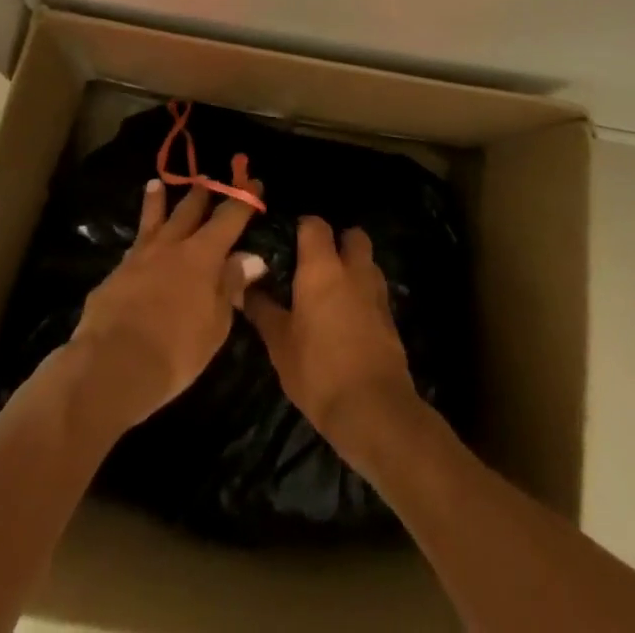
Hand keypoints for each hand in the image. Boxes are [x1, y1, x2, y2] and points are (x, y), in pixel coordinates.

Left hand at [66, 179, 265, 433]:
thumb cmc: (177, 350)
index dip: (243, 200)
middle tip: (207, 179)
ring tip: (156, 184)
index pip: (228, 218)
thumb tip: (252, 258)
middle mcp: (171, 245)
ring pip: (152, 220)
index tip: (255, 184)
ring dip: (157, 201)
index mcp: (202, 255)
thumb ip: (231, 286)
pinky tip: (137, 244)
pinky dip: (139, 240)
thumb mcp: (216, 324)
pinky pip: (133, 248)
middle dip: (201, 193)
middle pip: (188, 210)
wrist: (114, 363)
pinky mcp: (116, 274)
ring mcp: (140, 257)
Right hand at [243, 218, 420, 467]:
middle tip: (314, 264)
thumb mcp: (279, 343)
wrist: (374, 410)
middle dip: (337, 241)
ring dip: (353, 268)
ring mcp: (376, 293)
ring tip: (331, 292)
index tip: (286, 243)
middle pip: (352, 235)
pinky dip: (363, 296)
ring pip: (367, 262)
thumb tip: (243, 287)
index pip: (315, 224)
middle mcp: (353, 270)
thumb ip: (262, 309)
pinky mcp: (391, 319)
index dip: (301, 227)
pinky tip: (347, 319)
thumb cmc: (318, 370)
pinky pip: (375, 292)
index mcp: (322, 267)